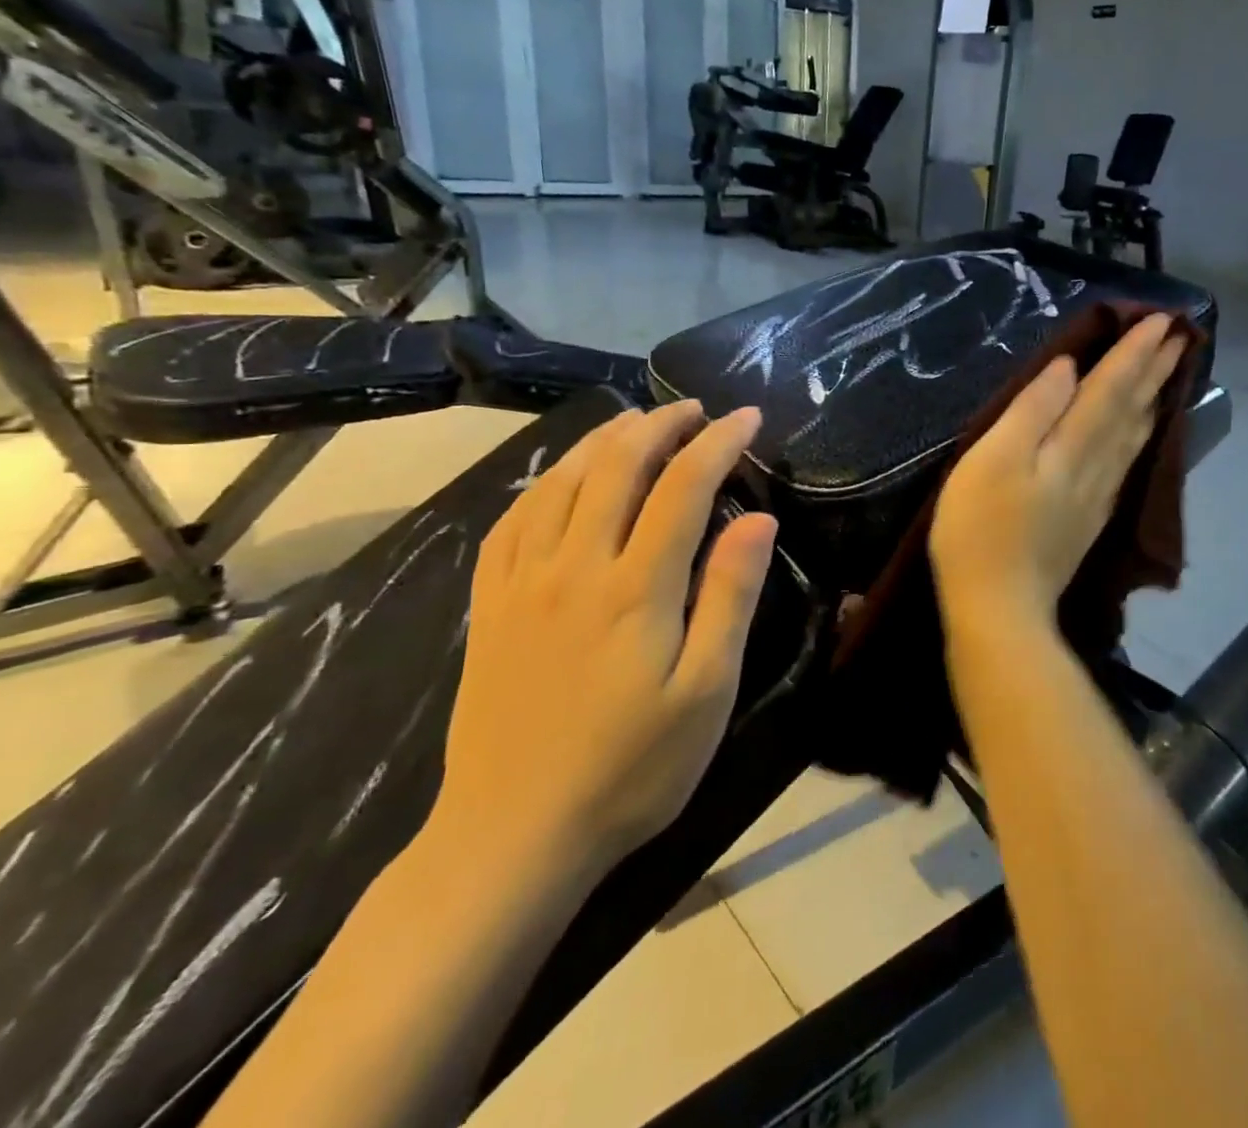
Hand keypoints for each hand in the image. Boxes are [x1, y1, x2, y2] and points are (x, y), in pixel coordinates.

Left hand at [435, 402, 776, 881]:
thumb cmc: (631, 769)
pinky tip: (561, 477)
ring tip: (637, 422)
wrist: (513, 838)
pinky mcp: (489, 605)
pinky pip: (513, 519)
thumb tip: (758, 520)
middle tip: (694, 409)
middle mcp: (575, 566)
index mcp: (636, 587)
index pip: (684, 486)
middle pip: (617, 466)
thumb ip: (730, 597)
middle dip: (661, 425)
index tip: (748, 418)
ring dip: (604, 439)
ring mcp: (523, 582)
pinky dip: (545, 481)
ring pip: (562, 481)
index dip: (719, 443)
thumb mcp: (705, 692)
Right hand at [931, 313, 1186, 641]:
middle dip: (1154, 370)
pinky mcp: (1089, 520)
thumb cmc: (982, 528)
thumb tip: (1069, 370)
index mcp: (1071, 446)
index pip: (1111, 388)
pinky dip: (1139, 438)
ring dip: (1153, 401)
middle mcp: (1095, 467)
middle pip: (1131, 410)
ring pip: (1134, 438)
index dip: (1134, 352)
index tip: (1161, 319)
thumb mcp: (993, 458)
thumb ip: (1033, 410)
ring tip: (1168, 376)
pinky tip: (1140, 436)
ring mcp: (1096, 497)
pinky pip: (1125, 464)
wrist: (999, 607)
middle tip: (1182, 336)